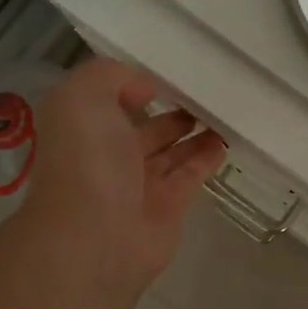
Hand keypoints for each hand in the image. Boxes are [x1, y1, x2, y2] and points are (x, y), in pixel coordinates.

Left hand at [22, 59, 227, 299]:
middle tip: (204, 94)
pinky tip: (225, 142)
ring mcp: (139, 185)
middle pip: (144, 129)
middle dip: (170, 112)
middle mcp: (108, 156)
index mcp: (84, 130)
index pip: (110, 102)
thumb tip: (144, 89)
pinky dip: (207, 159)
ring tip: (222, 113)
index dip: (133, 85)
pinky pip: (190, 176)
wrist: (95, 235)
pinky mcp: (169, 207)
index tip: (166, 73)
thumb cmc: (86, 160)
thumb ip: (110, 77)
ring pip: (171, 152)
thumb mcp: (82, 97)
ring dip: (194, 133)